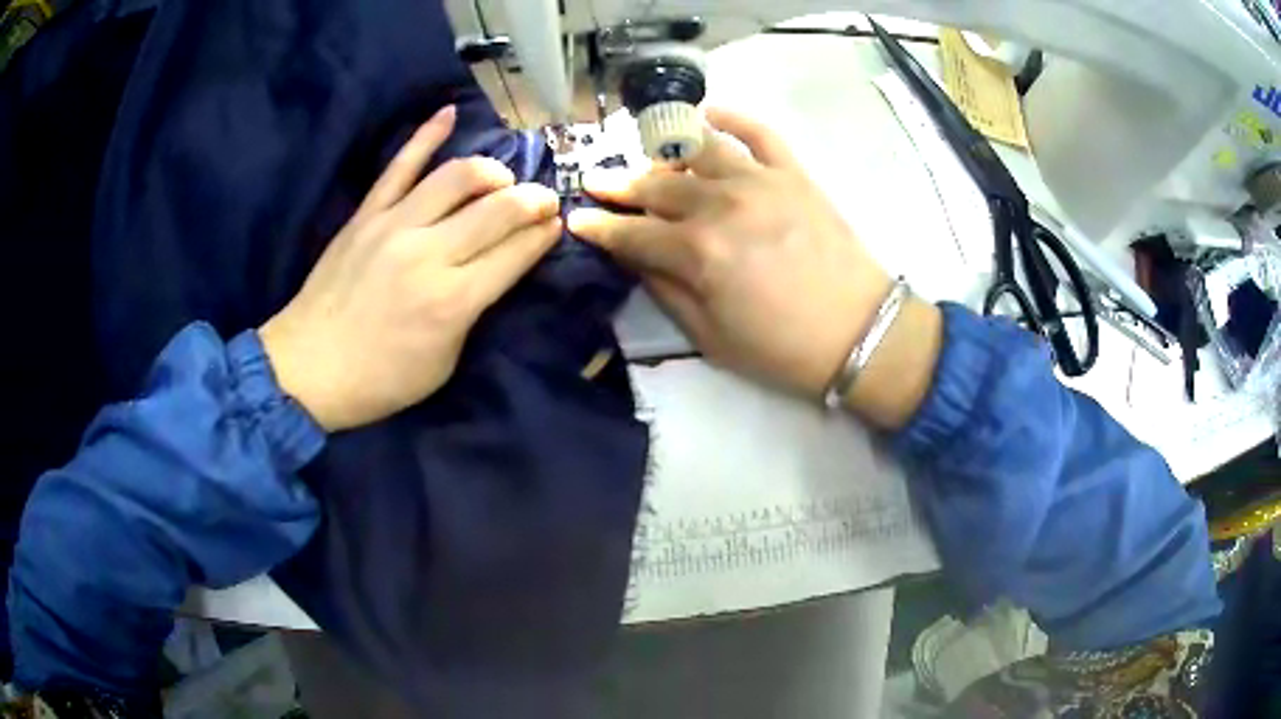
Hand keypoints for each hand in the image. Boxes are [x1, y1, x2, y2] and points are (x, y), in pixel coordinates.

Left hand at [260, 106, 561, 430]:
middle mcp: (429, 254)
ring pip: (458, 176)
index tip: (558, 224)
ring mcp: (394, 226)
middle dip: (533, 199)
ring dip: (492, 171)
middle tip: (544, 200)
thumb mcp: (444, 363)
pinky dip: (426, 135)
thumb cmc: (380, 380)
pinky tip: (449, 112)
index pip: (516, 251)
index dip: (545, 234)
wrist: (308, 369)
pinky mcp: (366, 214)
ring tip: (502, 179)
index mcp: (453, 301)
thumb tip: (497, 269)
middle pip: (498, 208)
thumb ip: (473, 311)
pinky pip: (400, 165)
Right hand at [568, 108, 892, 397]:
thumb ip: (665, 291)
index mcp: (698, 252)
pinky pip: (758, 131)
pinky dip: (730, 116)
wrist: (861, 334)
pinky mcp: (793, 174)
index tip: (576, 219)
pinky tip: (706, 112)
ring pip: (698, 148)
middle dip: (619, 183)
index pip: (632, 232)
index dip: (599, 227)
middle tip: (597, 180)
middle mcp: (722, 204)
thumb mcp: (711, 337)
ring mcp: (760, 181)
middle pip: (657, 184)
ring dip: (664, 148)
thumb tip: (633, 258)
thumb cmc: (782, 349)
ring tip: (647, 154)